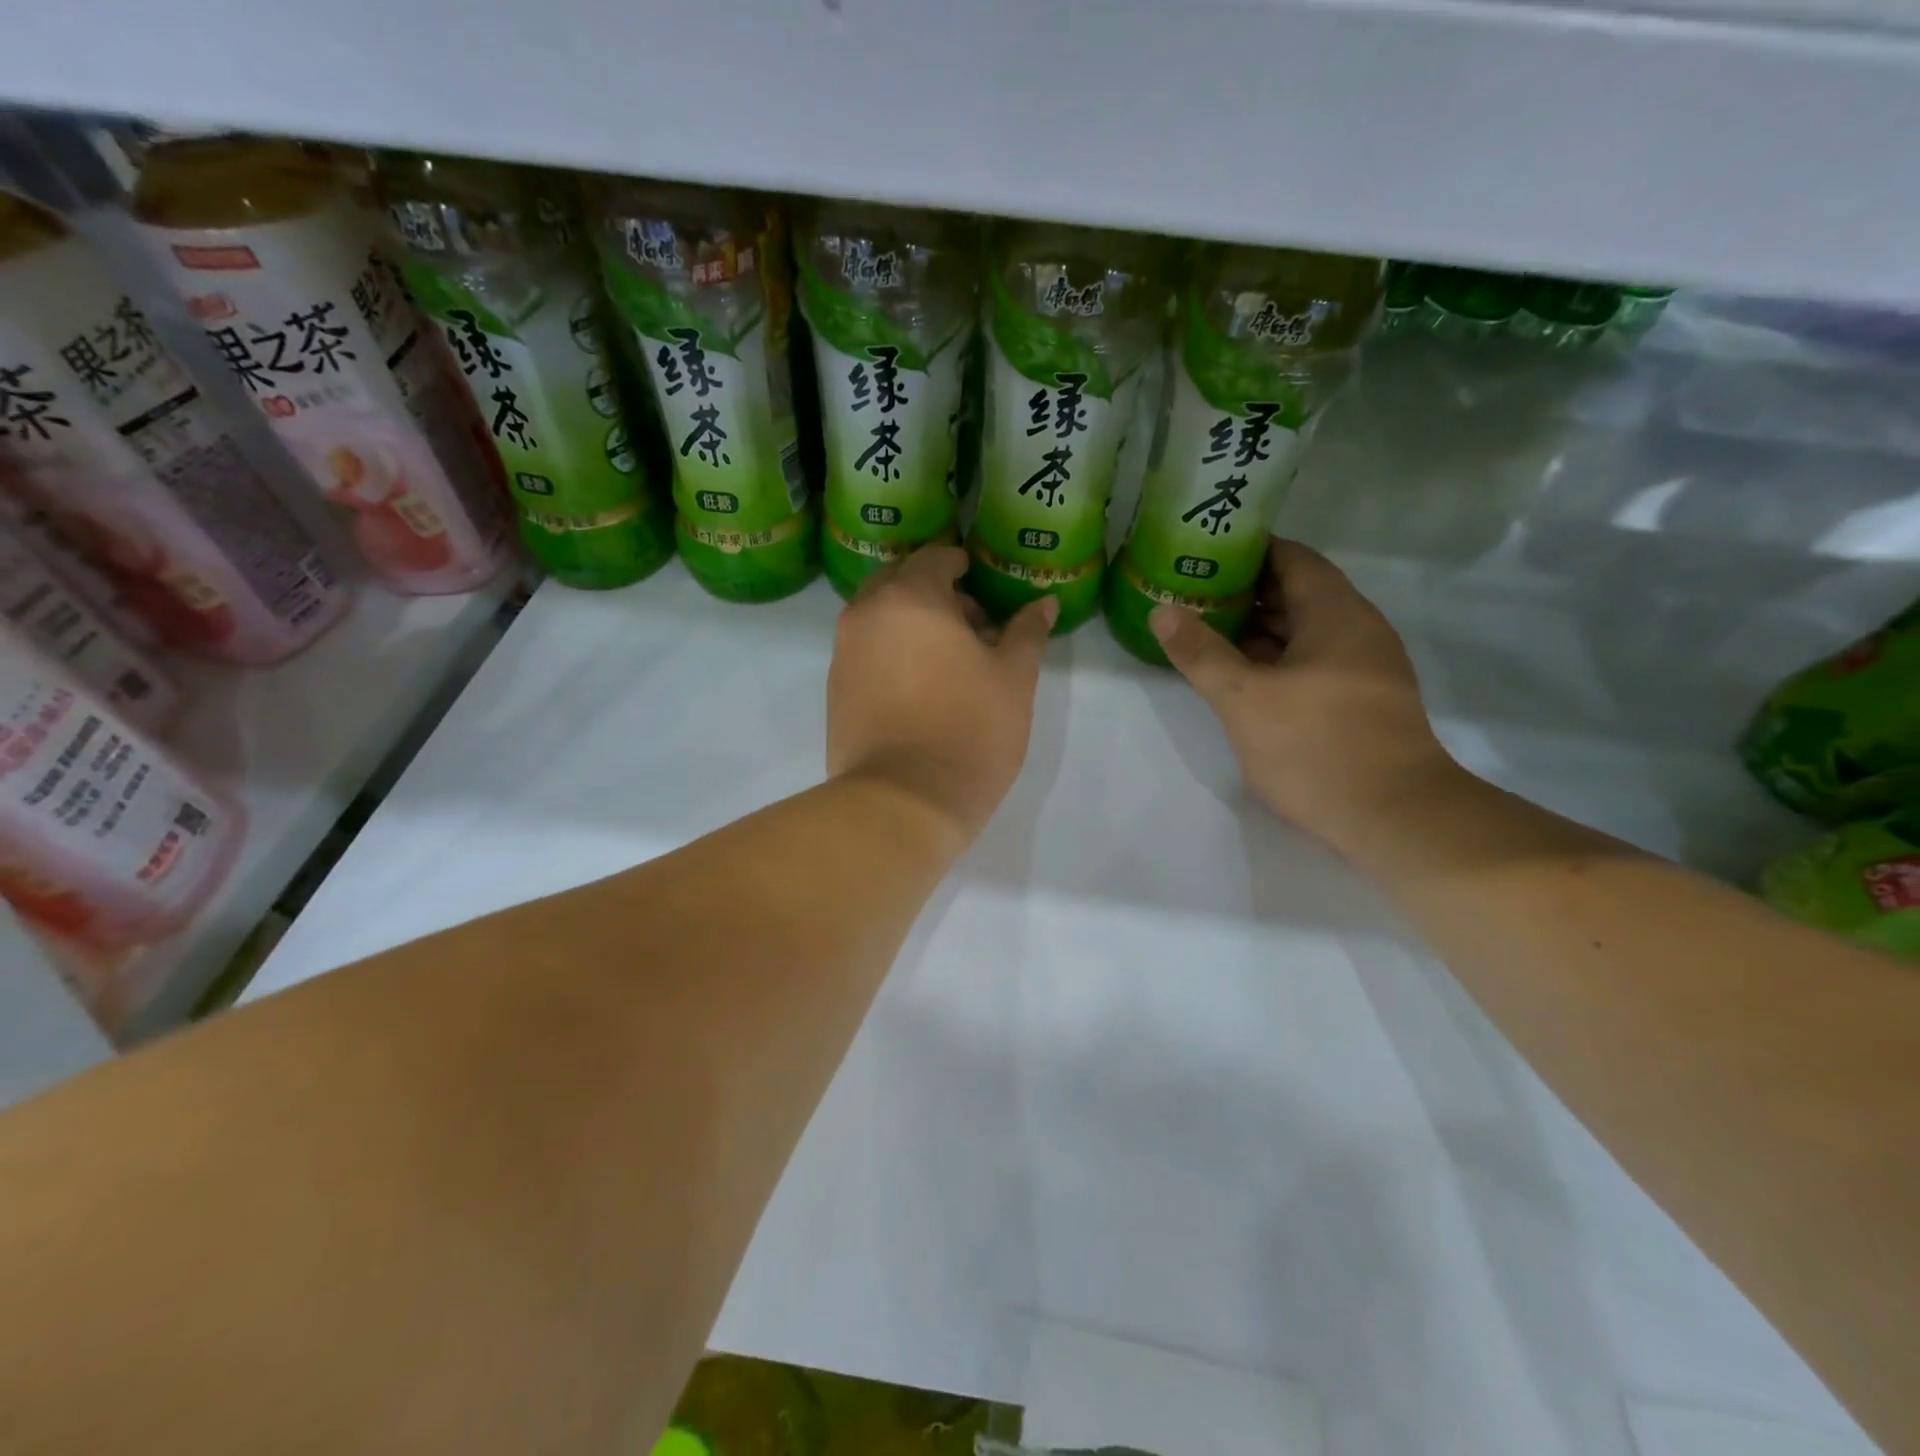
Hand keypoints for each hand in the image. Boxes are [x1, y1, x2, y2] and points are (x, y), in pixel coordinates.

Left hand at [828, 546, 1056, 843]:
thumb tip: (1043, 602)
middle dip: (933, 591)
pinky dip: (890, 651)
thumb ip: (1027, 632)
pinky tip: (920, 686)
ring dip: (910, 622)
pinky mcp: (834, 690)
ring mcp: (843, 653)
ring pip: (878, 617)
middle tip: (970, 623)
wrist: (903, 801)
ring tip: (948, 659)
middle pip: (899, 581)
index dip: (962, 564)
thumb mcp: (1013, 679)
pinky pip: (865, 651)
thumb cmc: (969, 730)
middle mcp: (866, 614)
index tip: (982, 582)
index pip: (935, 558)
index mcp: (910, 597)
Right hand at [1151, 538, 1467, 861]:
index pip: (1293, 558)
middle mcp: (1356, 631)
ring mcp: (1362, 668)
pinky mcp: (1359, 702)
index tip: (1204, 552)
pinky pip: (1311, 662)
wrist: (1393, 817)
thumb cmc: (1317, 746)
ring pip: (1303, 632)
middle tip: (1191, 592)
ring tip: (1204, 628)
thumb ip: (1201, 652)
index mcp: (1336, 614)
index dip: (1248, 550)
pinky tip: (1240, 675)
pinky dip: (1274, 658)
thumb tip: (1162, 611)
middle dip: (1245, 590)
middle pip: (1298, 593)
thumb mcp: (1244, 698)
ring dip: (1257, 628)